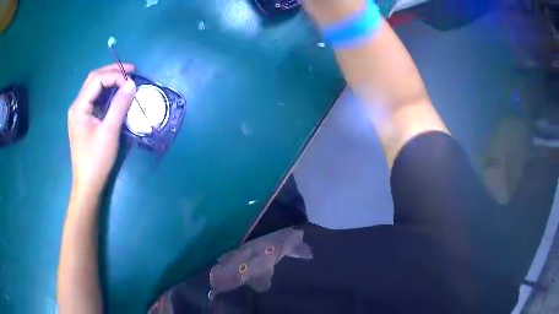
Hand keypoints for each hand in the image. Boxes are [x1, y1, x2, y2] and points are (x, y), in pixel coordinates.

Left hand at [67, 64, 136, 196]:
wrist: (88, 184)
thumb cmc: (96, 159)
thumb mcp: (109, 132)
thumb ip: (119, 106)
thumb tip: (132, 84)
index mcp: (79, 107)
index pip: (97, 80)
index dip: (115, 75)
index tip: (132, 81)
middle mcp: (77, 106)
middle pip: (94, 79)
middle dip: (112, 71)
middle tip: (131, 70)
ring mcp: (80, 113)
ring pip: (94, 88)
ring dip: (110, 80)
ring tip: (126, 79)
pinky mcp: (85, 120)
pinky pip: (96, 99)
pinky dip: (107, 93)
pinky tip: (116, 94)